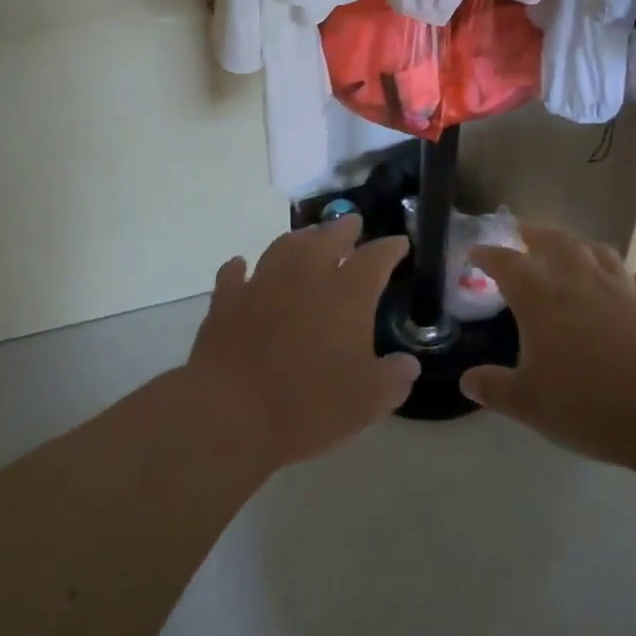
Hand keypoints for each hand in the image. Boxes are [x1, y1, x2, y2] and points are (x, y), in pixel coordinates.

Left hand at [185, 216, 417, 469]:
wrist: (230, 412)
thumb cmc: (308, 406)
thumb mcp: (368, 402)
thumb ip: (393, 378)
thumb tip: (408, 364)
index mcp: (346, 295)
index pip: (375, 258)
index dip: (390, 248)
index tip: (400, 243)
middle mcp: (306, 276)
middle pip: (328, 239)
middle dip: (344, 229)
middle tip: (352, 223)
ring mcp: (262, 283)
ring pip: (284, 247)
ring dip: (299, 239)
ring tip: (308, 238)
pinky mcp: (227, 300)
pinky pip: (235, 274)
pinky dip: (241, 268)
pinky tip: (242, 266)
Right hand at [462, 225, 635, 468]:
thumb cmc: (588, 404)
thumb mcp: (529, 404)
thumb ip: (494, 388)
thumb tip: (467, 381)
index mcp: (541, 297)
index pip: (506, 263)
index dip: (487, 255)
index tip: (474, 253)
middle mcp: (580, 280)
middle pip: (554, 241)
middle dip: (535, 234)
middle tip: (522, 232)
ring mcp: (622, 288)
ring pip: (598, 251)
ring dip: (580, 246)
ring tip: (571, 250)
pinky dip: (628, 279)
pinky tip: (627, 287)